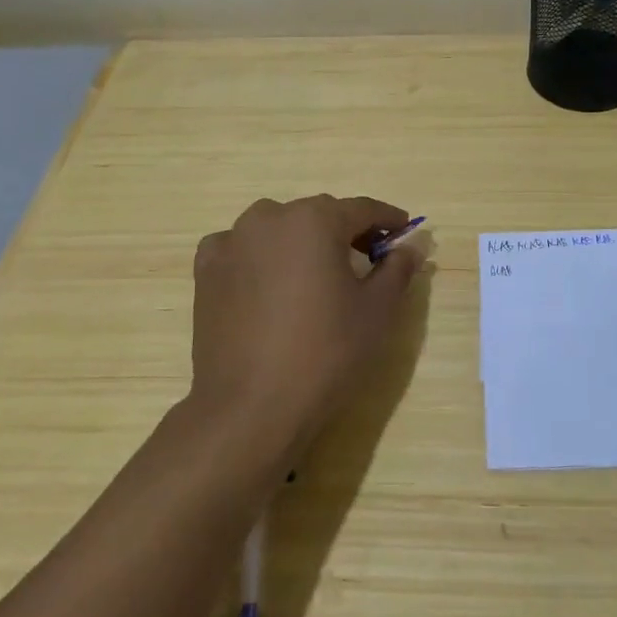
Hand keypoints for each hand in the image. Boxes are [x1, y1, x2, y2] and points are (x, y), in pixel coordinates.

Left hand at [190, 195, 419, 468]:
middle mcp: (269, 218)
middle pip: (318, 215)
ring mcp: (231, 242)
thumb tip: (410, 246)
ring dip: (301, 241)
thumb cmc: (325, 353)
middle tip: (367, 259)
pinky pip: (241, 249)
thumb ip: (397, 269)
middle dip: (345, 231)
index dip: (387, 219)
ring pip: (277, 228)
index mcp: (314, 220)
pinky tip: (269, 283)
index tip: (403, 230)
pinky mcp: (206, 271)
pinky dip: (260, 256)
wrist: (250, 407)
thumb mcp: (377, 311)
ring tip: (315, 274)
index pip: (361, 209)